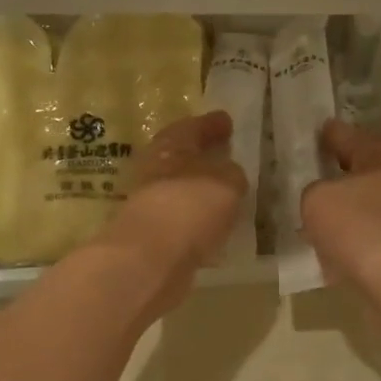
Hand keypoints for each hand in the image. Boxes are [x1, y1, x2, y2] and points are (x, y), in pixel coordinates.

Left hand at [95, 111, 246, 308]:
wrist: (150, 259)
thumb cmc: (190, 206)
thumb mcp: (226, 182)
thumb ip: (231, 174)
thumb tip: (228, 174)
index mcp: (170, 146)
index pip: (192, 127)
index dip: (210, 124)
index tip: (226, 122)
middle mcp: (154, 170)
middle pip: (179, 157)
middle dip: (200, 156)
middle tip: (223, 155)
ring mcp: (149, 204)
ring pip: (178, 189)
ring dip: (197, 190)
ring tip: (223, 194)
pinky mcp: (151, 236)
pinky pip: (179, 219)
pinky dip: (194, 219)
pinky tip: (212, 226)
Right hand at [301, 119, 380, 294]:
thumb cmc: (359, 228)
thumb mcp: (317, 199)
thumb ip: (314, 190)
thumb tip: (324, 198)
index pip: (350, 135)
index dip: (330, 133)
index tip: (317, 129)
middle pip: (363, 168)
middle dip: (339, 168)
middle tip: (314, 166)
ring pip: (366, 201)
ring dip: (344, 204)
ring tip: (315, 208)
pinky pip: (368, 231)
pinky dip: (351, 233)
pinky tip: (330, 243)